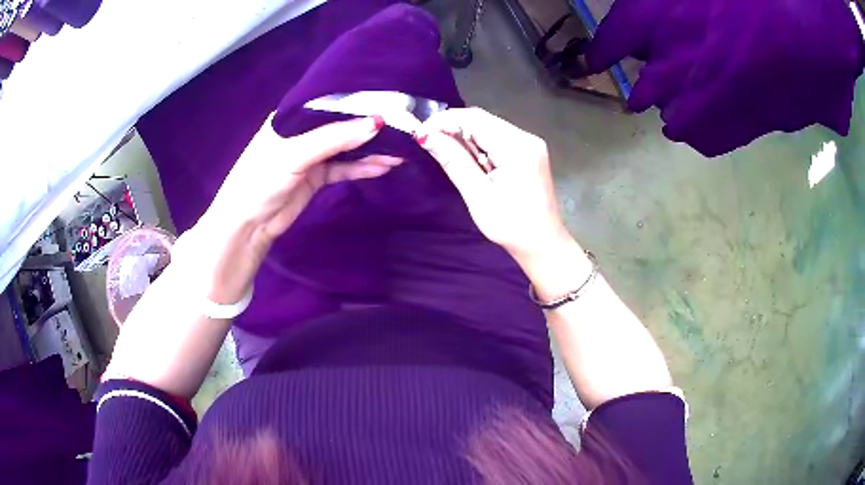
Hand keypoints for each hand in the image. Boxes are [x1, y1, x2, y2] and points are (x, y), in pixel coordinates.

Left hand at [203, 114, 398, 247]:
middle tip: (403, 128)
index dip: (358, 102)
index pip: (330, 102)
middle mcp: (303, 131)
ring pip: (347, 148)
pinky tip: (384, 166)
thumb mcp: (295, 154)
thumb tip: (377, 123)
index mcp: (291, 116)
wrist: (248, 225)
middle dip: (369, 128)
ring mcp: (311, 155)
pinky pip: (344, 168)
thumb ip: (334, 138)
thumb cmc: (261, 180)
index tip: (390, 100)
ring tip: (401, 151)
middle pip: (342, 125)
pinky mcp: (317, 176)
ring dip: (370, 150)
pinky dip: (362, 167)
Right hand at [415, 108, 568, 265]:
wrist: (543, 244)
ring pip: (488, 128)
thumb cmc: (511, 226)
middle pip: (482, 120)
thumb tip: (426, 137)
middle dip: (452, 127)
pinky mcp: (528, 152)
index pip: (475, 118)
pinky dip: (478, 144)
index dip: (444, 120)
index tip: (420, 133)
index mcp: (517, 147)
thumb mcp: (478, 195)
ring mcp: (530, 144)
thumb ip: (454, 161)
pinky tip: (468, 159)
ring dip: (464, 136)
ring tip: (444, 151)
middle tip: (428, 143)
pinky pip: (497, 138)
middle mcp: (526, 138)